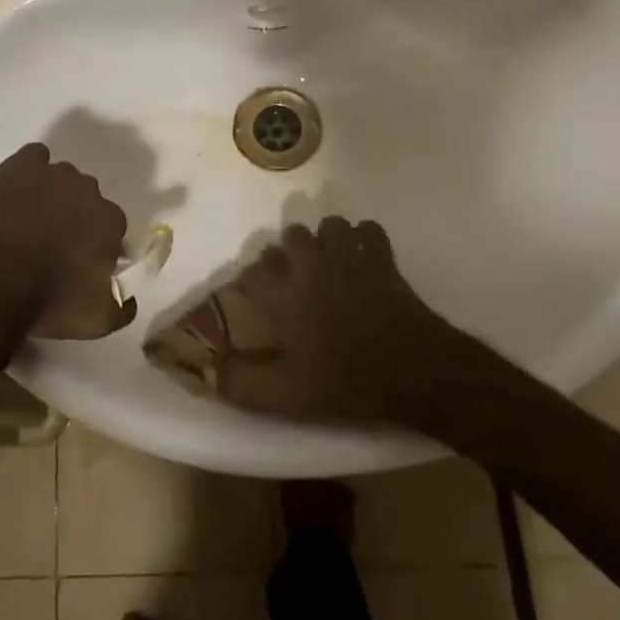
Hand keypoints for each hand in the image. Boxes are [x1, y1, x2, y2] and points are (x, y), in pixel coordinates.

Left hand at [0, 143, 133, 340]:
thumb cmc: (48, 301)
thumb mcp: (97, 321)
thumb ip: (124, 307)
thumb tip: (130, 296)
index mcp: (111, 222)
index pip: (112, 229)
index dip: (96, 245)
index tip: (79, 263)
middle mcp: (89, 190)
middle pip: (87, 201)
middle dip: (75, 218)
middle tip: (51, 245)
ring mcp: (54, 173)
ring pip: (61, 179)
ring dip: (52, 196)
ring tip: (27, 222)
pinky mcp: (20, 164)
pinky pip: (33, 158)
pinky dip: (29, 171)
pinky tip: (16, 192)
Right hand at [214, 216, 473, 425]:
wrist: (412, 370)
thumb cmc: (344, 382)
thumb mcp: (286, 395)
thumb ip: (242, 382)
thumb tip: (207, 371)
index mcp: (283, 295)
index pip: (253, 270)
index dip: (252, 280)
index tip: (257, 295)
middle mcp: (310, 266)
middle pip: (290, 237)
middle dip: (288, 252)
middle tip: (294, 279)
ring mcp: (348, 256)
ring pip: (329, 225)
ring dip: (325, 239)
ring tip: (328, 263)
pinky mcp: (381, 258)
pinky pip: (368, 230)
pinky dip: (363, 239)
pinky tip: (362, 257)